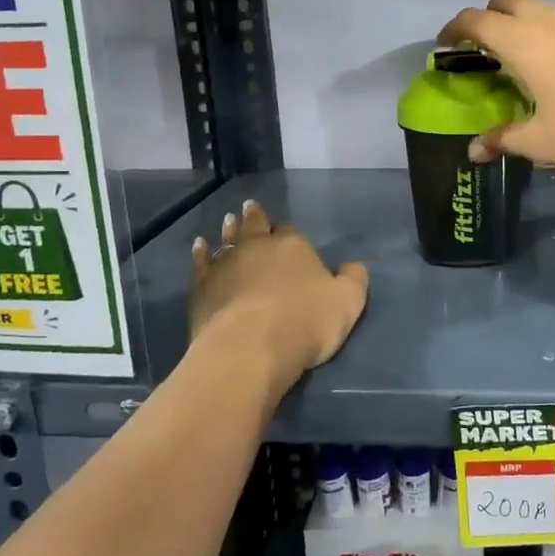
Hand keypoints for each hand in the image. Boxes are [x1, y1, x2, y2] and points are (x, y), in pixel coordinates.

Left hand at [189, 200, 369, 398]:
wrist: (250, 348)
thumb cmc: (305, 323)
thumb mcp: (348, 303)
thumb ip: (354, 279)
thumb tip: (354, 265)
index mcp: (294, 247)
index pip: (291, 232)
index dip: (288, 232)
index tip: (285, 231)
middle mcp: (258, 247)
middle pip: (256, 226)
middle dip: (255, 217)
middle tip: (249, 206)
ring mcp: (227, 264)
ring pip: (228, 239)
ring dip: (230, 229)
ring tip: (229, 219)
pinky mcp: (203, 285)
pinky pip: (201, 261)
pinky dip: (201, 252)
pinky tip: (200, 245)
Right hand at [438, 0, 554, 173]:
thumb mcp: (540, 143)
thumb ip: (502, 140)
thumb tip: (474, 151)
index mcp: (524, 42)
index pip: (476, 20)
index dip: (455, 28)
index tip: (447, 43)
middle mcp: (551, 20)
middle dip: (489, 15)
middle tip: (487, 45)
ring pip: (543, 6)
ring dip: (525, 21)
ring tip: (528, 56)